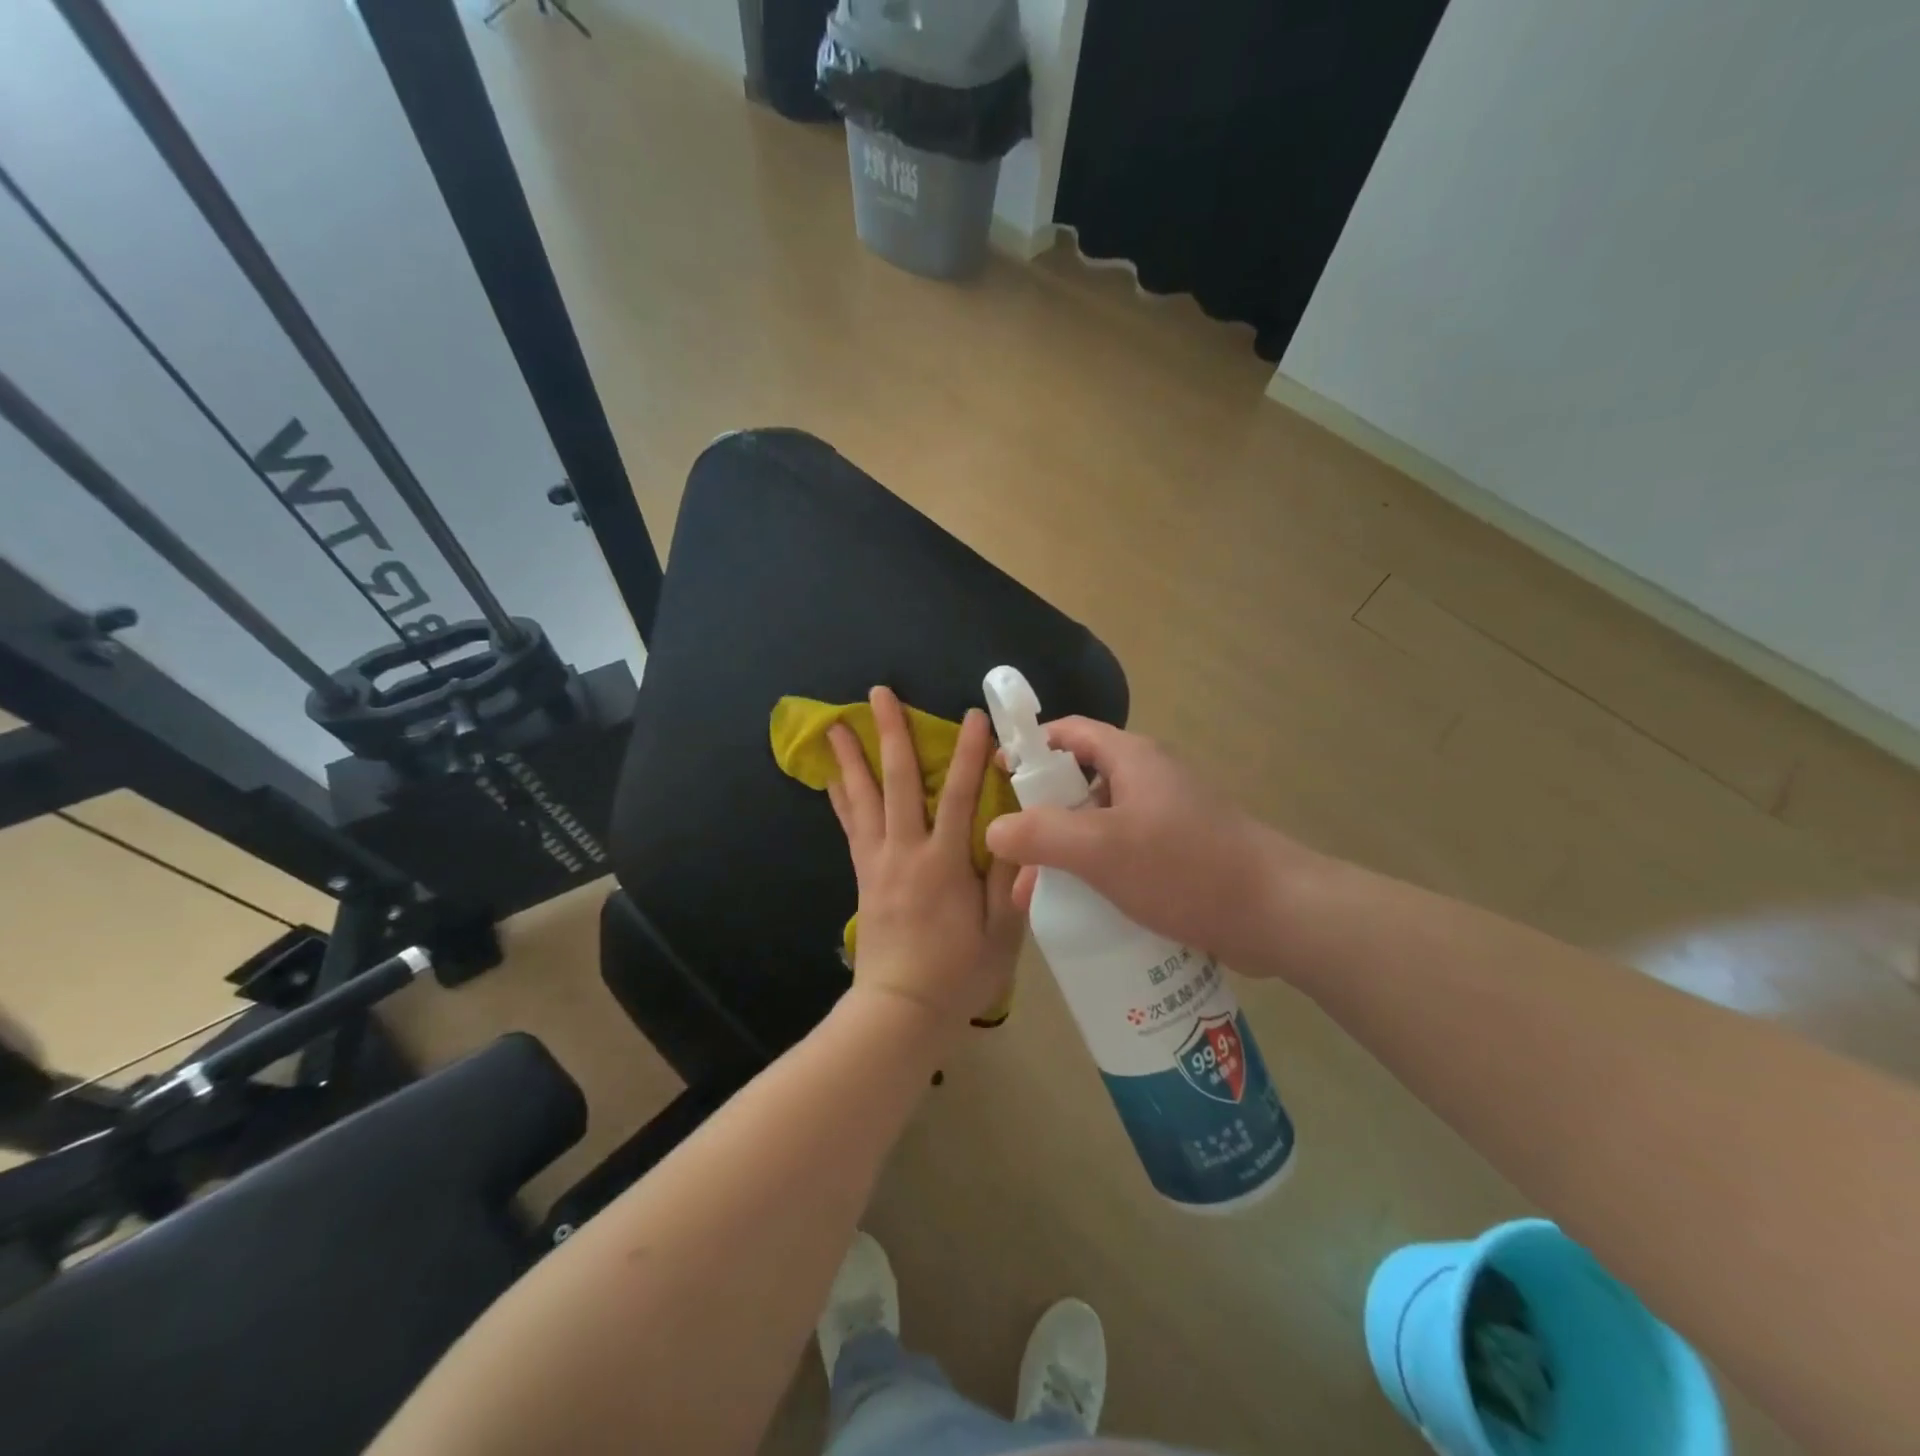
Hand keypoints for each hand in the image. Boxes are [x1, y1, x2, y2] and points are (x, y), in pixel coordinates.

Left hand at [826, 687, 1023, 1025]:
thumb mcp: (1001, 934)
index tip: (972, 716)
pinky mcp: (863, 876)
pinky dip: (841, 799)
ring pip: (864, 799)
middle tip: (879, 693)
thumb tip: (1020, 831)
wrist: (900, 1010)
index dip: (970, 754)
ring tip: (837, 725)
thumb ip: (1009, 881)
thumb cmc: (958, 974)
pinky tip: (832, 779)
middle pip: (899, 782)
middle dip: (892, 734)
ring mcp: (879, 862)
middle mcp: (907, 852)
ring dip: (853, 759)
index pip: (962, 796)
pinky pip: (850, 828)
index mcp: (945, 863)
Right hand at [984, 718, 1314, 975]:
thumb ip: (1042, 835)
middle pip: (1079, 784)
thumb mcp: (1102, 849)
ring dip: (1067, 855)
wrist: (1278, 914)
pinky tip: (1082, 912)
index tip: (997, 777)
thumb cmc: (1186, 868)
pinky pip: (1124, 855)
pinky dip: (1097, 875)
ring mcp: (1166, 819)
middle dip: (1042, 819)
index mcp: (1132, 759)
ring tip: (1039, 898)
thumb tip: (993, 829)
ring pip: (1100, 827)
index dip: (1030, 747)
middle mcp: (1148, 780)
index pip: (1069, 733)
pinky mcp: (1179, 856)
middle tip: (1014, 857)